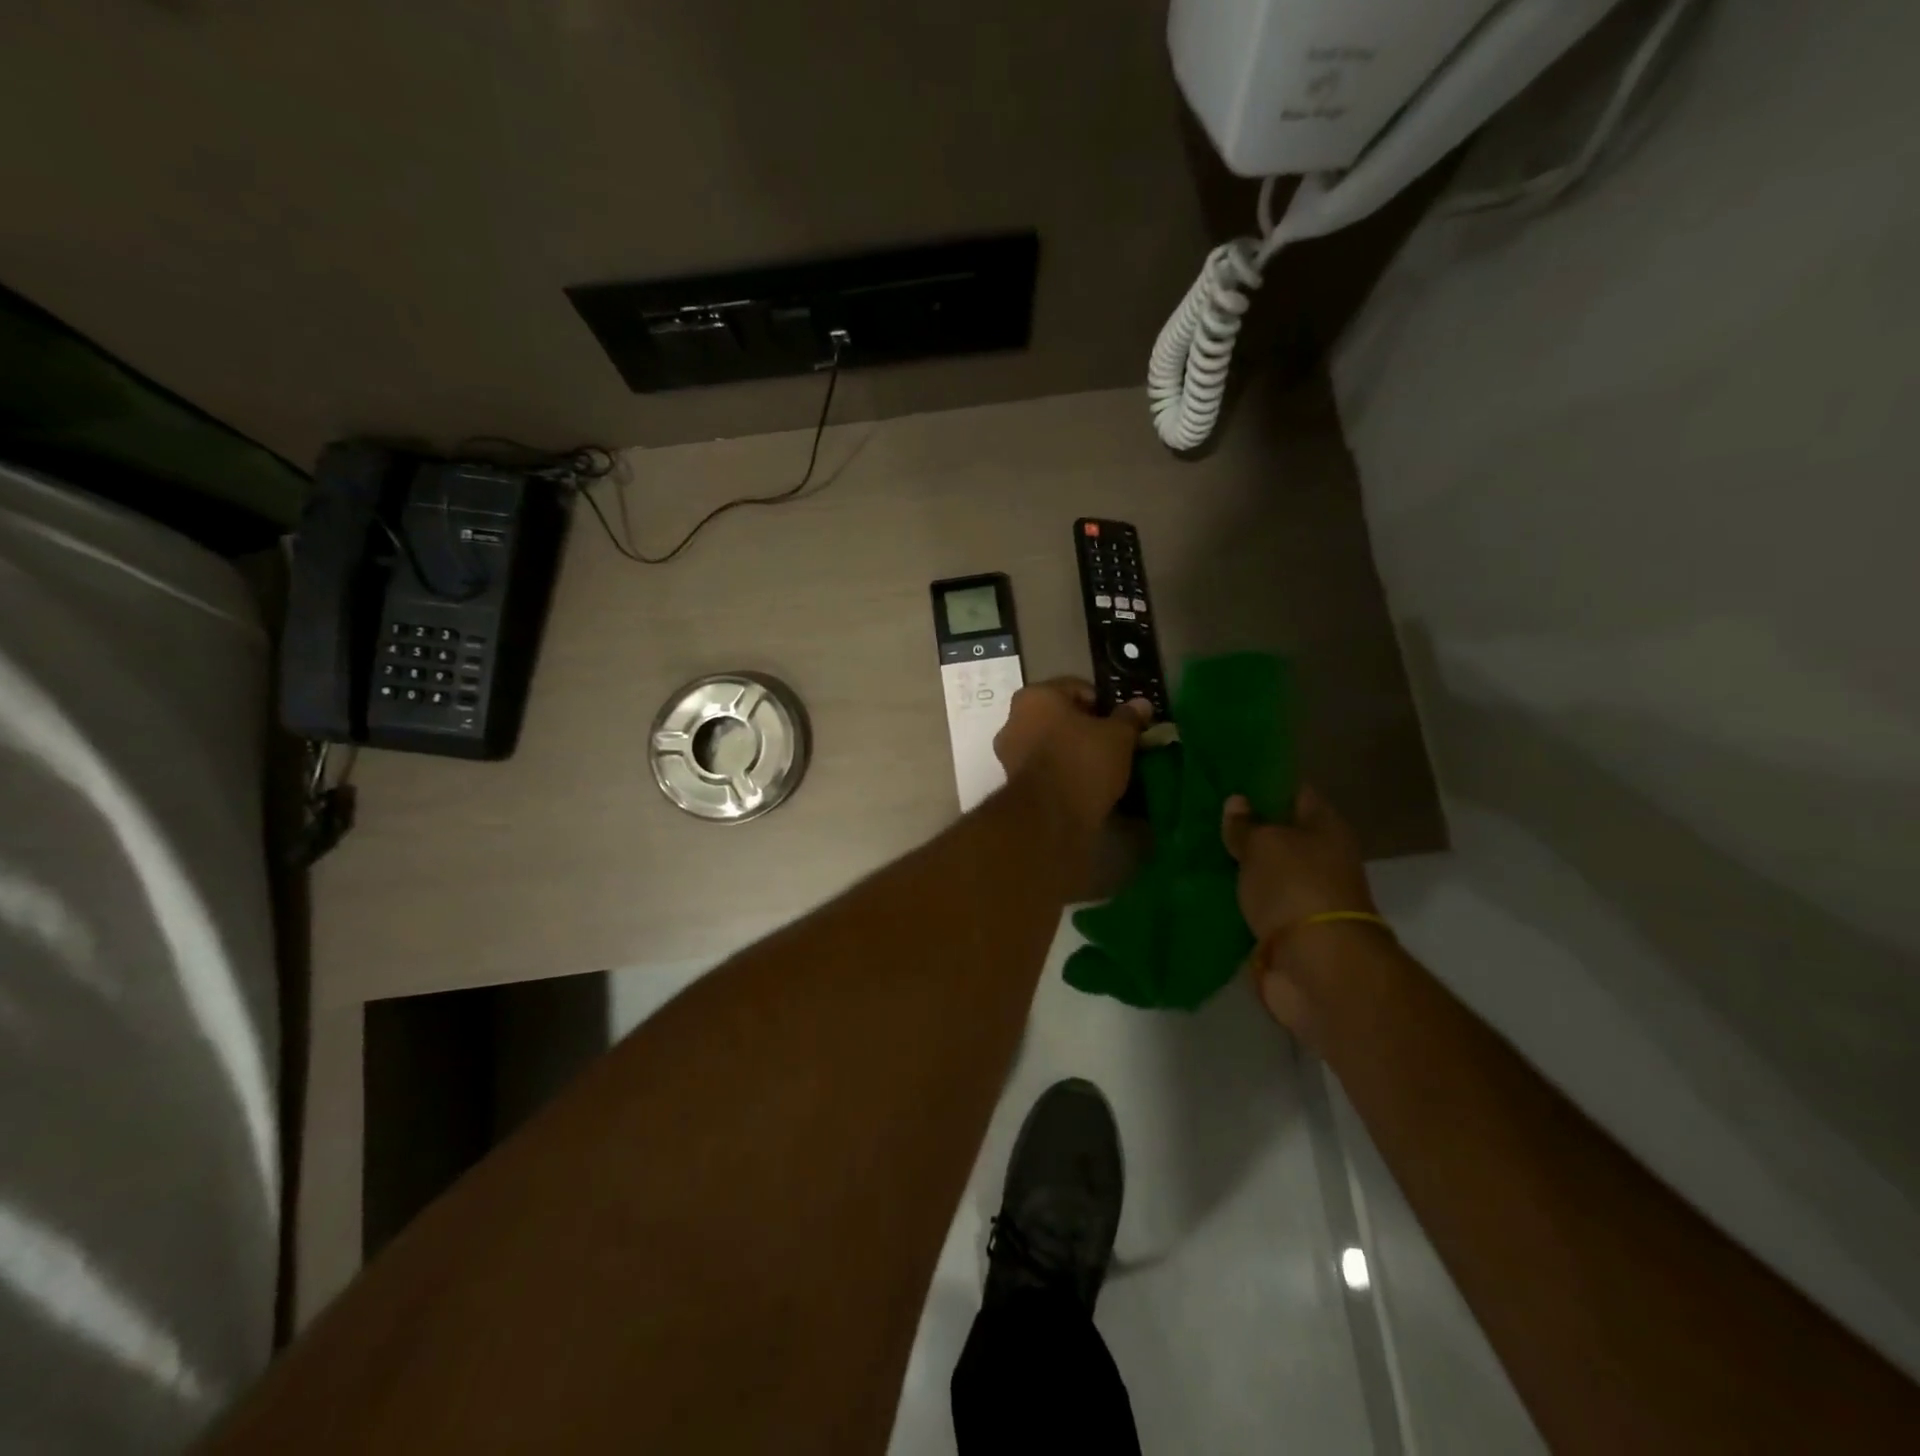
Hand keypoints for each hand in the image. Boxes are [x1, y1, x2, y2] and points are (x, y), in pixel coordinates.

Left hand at [994, 679, 1150, 831]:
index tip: (1120, 722)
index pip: (1077, 689)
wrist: (1051, 815)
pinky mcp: (1011, 779)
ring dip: (1070, 747)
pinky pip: (1042, 764)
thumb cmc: (1084, 761)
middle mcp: (1014, 717)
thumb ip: (1128, 717)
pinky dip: (1059, 768)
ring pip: (1048, 740)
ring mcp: (1008, 750)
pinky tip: (1080, 781)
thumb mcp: (1118, 736)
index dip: (1103, 703)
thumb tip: (1141, 704)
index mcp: (1036, 695)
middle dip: (1084, 726)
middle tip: (1111, 742)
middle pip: (1058, 715)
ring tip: (1098, 765)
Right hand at [1221, 787, 1379, 1035]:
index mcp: (1325, 828)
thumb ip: (1246, 824)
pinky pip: (1254, 902)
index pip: (1293, 792)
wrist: (1315, 967)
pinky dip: (1234, 896)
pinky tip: (1202, 884)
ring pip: (1263, 869)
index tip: (1227, 776)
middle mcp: (1319, 858)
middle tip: (1199, 811)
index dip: (1262, 782)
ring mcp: (1302, 895)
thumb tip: (1237, 802)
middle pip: (1278, 833)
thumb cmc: (1295, 888)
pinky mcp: (1284, 928)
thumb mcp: (1264, 844)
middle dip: (1244, 825)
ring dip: (1236, 863)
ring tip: (1193, 845)